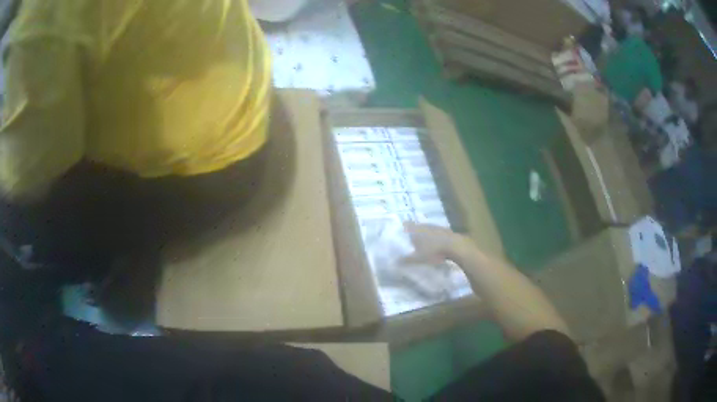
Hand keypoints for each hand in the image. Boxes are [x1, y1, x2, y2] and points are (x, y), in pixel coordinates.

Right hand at [402, 222, 472, 264]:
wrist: (456, 246)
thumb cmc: (434, 251)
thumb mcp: (418, 258)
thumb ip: (406, 260)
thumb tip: (394, 262)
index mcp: (416, 230)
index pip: (406, 225)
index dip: (402, 227)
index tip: (399, 232)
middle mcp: (425, 225)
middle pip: (416, 226)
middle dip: (413, 232)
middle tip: (410, 239)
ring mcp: (436, 226)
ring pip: (427, 228)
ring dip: (424, 234)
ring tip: (422, 242)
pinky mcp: (445, 230)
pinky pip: (436, 232)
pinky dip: (433, 236)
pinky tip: (435, 243)